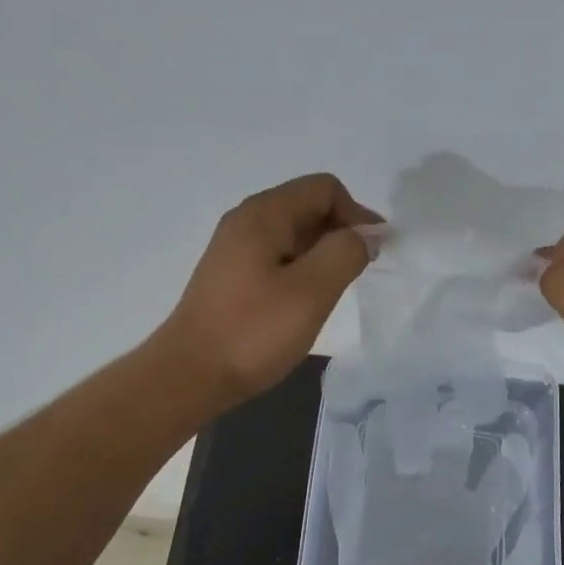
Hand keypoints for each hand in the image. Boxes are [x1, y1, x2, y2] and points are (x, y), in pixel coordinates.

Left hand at [156, 173, 382, 411]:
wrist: (189, 375)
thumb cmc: (253, 332)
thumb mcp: (311, 291)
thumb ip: (345, 253)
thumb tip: (367, 234)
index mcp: (264, 214)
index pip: (324, 188)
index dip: (357, 214)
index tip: (374, 253)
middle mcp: (246, 220)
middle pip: (308, 206)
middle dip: (342, 232)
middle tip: (361, 273)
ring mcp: (236, 248)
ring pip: (294, 233)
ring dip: (324, 252)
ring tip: (337, 289)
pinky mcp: (232, 275)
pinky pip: (279, 255)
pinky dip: (303, 267)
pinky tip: (308, 300)